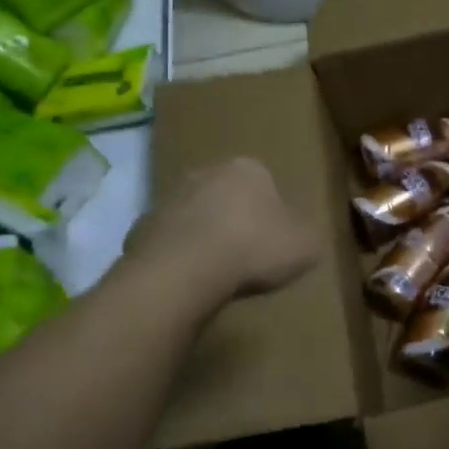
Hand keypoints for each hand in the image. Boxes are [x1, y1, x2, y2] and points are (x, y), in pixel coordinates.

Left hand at [124, 157, 318, 301]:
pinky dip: (179, 256)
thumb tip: (301, 238)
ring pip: (195, 215)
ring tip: (217, 272)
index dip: (272, 213)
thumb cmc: (254, 248)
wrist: (185, 270)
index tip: (275, 241)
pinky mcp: (141, 227)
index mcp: (249, 168)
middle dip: (235, 219)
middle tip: (247, 254)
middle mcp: (206, 172)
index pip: (266, 183)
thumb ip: (306, 237)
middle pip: (227, 195)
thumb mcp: (305, 247)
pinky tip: (189, 280)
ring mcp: (169, 198)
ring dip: (204, 236)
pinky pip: (169, 241)